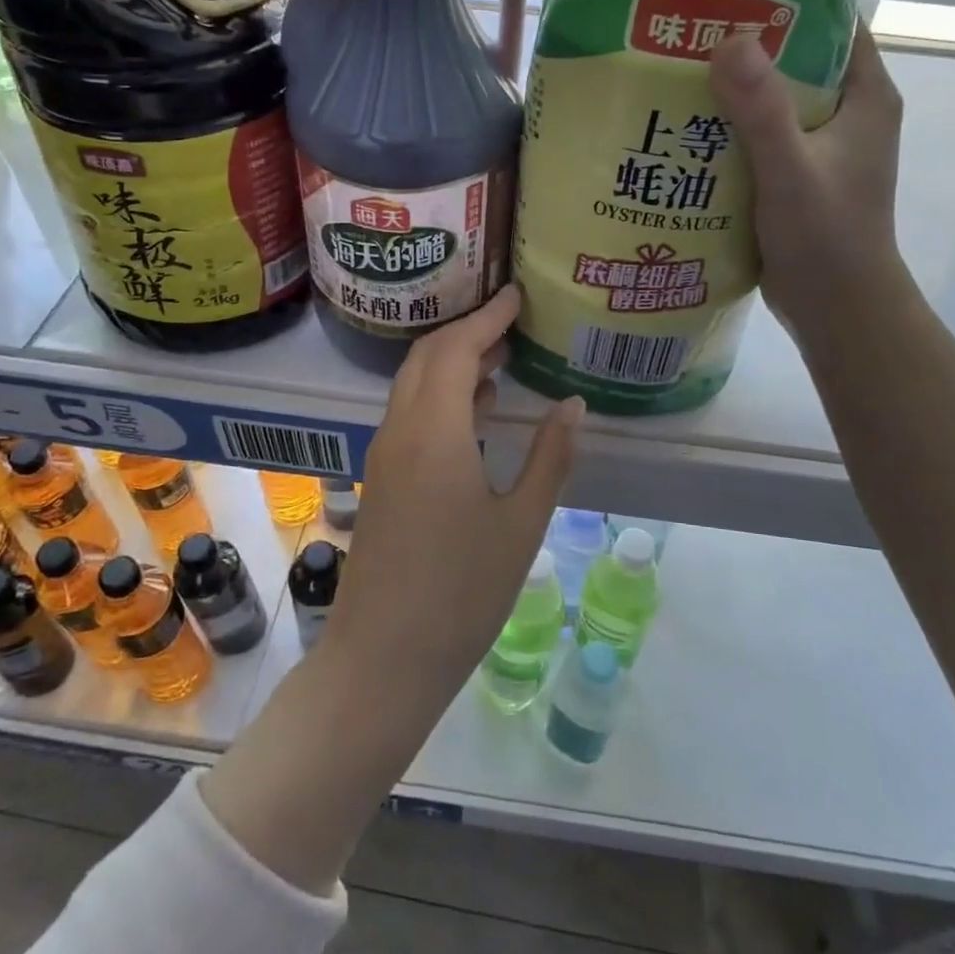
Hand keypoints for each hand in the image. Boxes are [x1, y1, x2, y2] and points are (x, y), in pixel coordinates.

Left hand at [326, 286, 582, 704]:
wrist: (384, 658)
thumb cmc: (463, 593)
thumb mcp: (522, 524)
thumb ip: (549, 457)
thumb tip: (573, 405)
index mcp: (435, 432)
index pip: (457, 349)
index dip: (488, 317)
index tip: (516, 295)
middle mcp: (401, 430)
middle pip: (428, 357)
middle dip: (468, 331)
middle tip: (511, 323)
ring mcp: (384, 455)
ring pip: (413, 385)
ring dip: (452, 363)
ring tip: (501, 359)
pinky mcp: (381, 479)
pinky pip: (409, 414)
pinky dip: (440, 396)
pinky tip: (476, 413)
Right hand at [709, 22, 908, 339]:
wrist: (838, 310)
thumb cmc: (827, 239)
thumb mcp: (792, 170)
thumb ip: (763, 110)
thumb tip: (728, 39)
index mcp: (864, 98)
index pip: (832, 24)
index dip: (787, 0)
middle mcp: (845, 115)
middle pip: (794, 61)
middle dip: (745, 46)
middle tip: (684, 33)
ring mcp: (819, 148)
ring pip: (770, 102)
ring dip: (730, 91)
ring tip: (673, 74)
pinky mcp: (794, 177)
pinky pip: (757, 138)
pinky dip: (725, 130)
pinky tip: (682, 130)